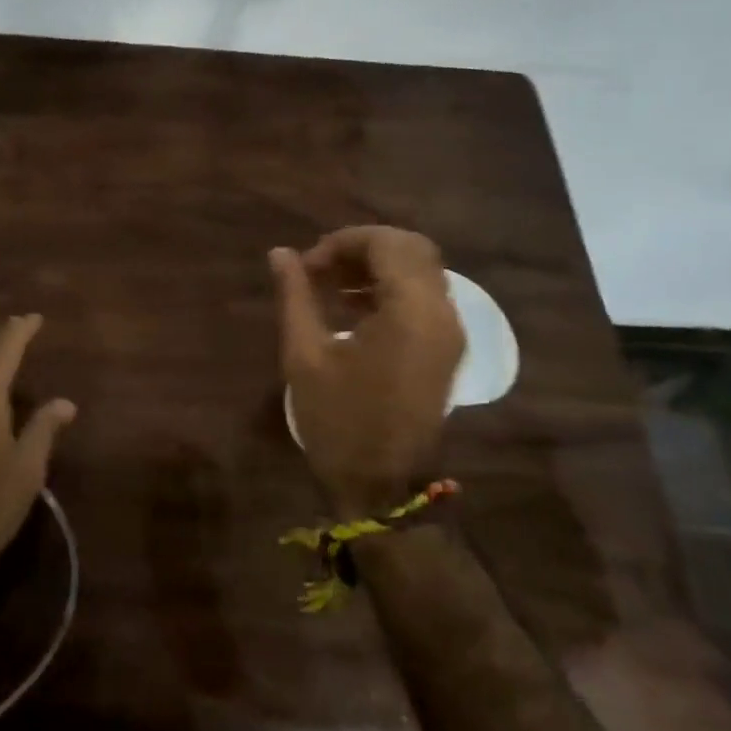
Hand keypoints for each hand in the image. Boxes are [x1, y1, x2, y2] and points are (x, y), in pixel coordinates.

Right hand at [271, 227, 465, 512]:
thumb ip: (295, 295)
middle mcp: (442, 313)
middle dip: (362, 248)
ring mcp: (450, 332)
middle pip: (410, 249)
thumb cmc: (338, 421)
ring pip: (420, 270)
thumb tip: (280, 253)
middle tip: (320, 267)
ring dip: (376, 266)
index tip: (306, 264)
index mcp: (411, 311)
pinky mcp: (447, 349)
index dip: (342, 242)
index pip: (386, 243)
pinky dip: (391, 288)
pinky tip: (352, 307)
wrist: (382, 487)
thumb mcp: (305, 355)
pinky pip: (424, 297)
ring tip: (329, 284)